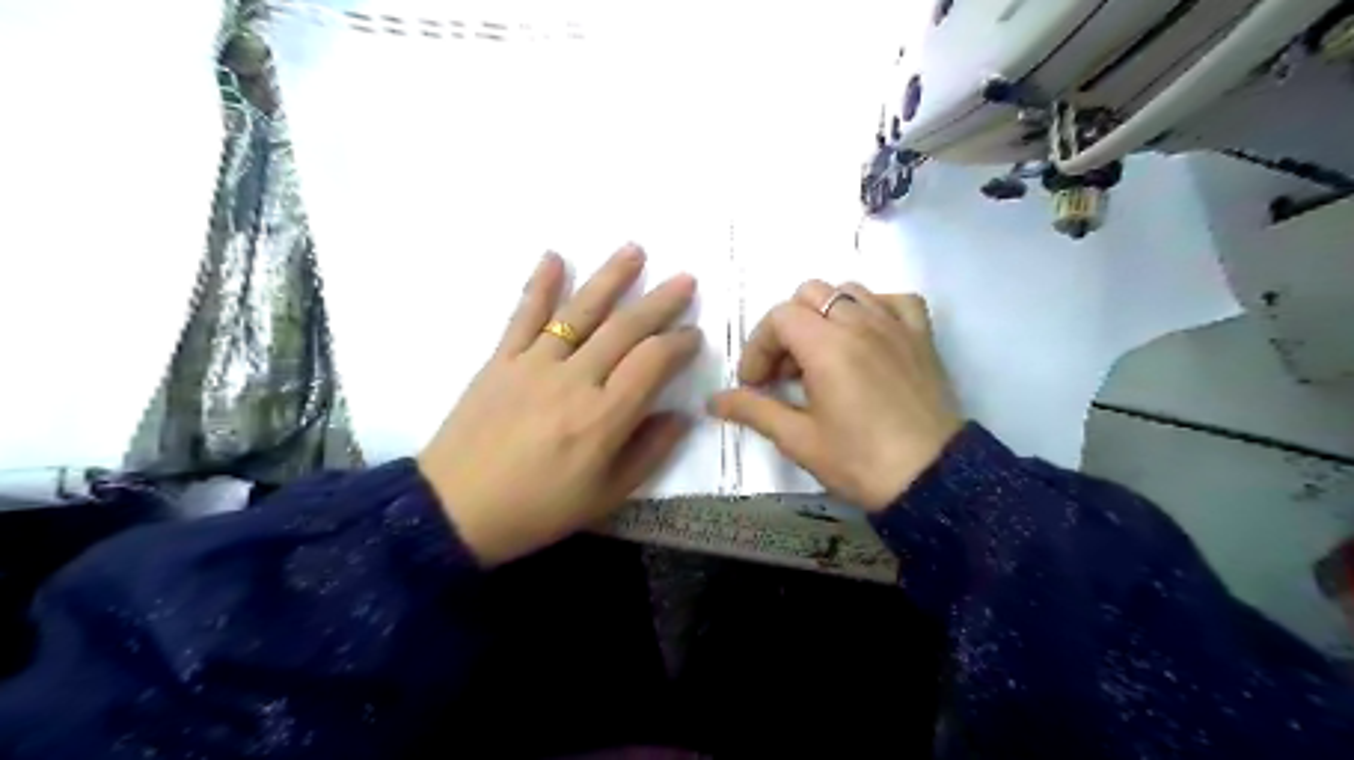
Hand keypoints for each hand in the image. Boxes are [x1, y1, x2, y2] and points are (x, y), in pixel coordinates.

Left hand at [423, 242, 698, 563]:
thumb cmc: (538, 509)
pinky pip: (523, 315)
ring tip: (635, 250)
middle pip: (624, 328)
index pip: (652, 362)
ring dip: (610, 278)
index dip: (679, 343)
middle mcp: (574, 380)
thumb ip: (649, 452)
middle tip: (685, 279)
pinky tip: (554, 256)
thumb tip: (681, 416)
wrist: (455, 511)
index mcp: (604, 417)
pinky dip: (539, 284)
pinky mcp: (501, 360)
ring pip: (580, 311)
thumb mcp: (606, 496)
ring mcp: (534, 364)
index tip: (694, 335)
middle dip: (660, 302)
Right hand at [711, 280, 961, 509]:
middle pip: (809, 294)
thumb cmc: (859, 461)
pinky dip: (874, 309)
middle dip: (787, 329)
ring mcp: (895, 325)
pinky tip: (867, 338)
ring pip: (848, 291)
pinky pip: (895, 300)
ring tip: (823, 357)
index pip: (778, 318)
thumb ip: (753, 411)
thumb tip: (712, 401)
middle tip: (786, 373)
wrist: (933, 480)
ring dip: (825, 316)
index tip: (756, 384)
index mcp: (827, 344)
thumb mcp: (798, 439)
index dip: (758, 348)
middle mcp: (860, 321)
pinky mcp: (921, 337)